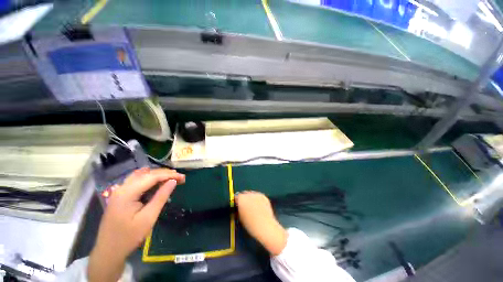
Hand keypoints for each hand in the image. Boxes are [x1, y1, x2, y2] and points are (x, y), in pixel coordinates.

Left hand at [87, 168, 184, 281]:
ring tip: (171, 178)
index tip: (183, 177)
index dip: (169, 175)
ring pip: (142, 175)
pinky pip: (137, 181)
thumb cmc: (129, 237)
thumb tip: (173, 181)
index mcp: (127, 193)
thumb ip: (161, 197)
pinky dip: (150, 179)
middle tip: (180, 178)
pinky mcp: (120, 195)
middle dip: (165, 174)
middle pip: (147, 174)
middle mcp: (122, 188)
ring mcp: (119, 191)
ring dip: (158, 175)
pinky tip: (157, 182)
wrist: (108, 251)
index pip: (152, 177)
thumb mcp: (148, 217)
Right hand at [236, 191, 286, 255]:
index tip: (238, 206)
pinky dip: (258, 200)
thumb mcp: (240, 217)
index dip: (237, 201)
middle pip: (244, 194)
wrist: (265, 226)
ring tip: (253, 207)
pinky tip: (259, 207)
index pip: (236, 196)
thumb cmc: (251, 225)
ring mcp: (257, 194)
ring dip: (251, 198)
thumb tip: (239, 206)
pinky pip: (258, 196)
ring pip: (251, 194)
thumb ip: (239, 209)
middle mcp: (248, 194)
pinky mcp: (263, 196)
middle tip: (245, 207)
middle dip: (244, 199)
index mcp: (241, 199)